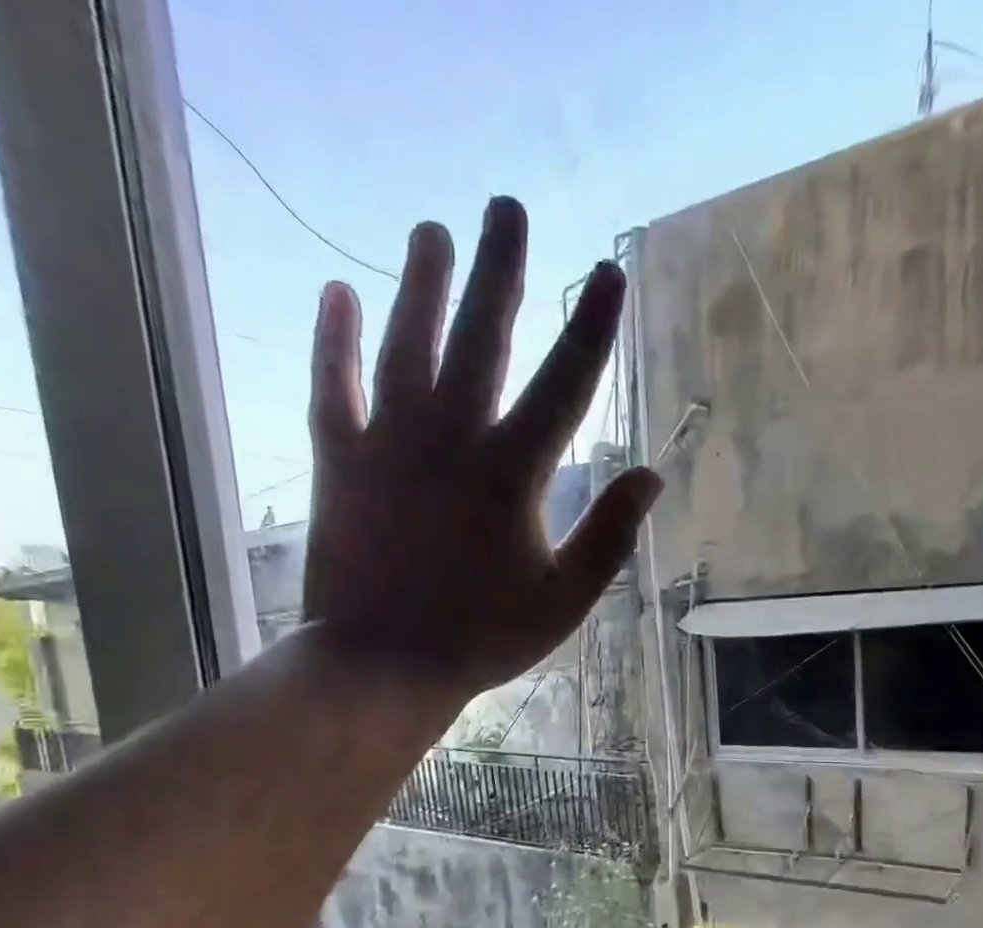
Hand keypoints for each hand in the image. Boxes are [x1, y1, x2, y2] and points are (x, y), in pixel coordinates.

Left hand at [302, 197, 661, 696]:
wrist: (383, 664)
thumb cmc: (482, 638)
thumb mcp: (564, 601)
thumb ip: (609, 536)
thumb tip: (650, 475)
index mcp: (514, 474)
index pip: (565, 384)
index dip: (592, 327)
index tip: (609, 273)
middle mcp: (452, 439)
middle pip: (482, 337)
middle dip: (500, 270)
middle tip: (506, 207)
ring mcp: (389, 445)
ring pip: (406, 344)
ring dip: (421, 284)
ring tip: (432, 230)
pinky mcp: (338, 461)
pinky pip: (332, 387)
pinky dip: (333, 340)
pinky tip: (337, 292)